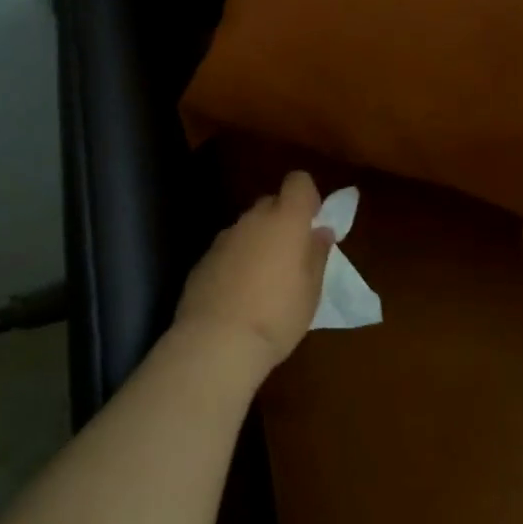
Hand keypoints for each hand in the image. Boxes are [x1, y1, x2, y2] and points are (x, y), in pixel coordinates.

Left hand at [174, 172, 335, 374]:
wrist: (216, 342)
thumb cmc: (277, 315)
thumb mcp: (311, 290)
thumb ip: (316, 254)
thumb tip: (320, 232)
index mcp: (285, 220)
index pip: (298, 181)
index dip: (307, 196)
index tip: (312, 222)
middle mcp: (252, 220)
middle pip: (271, 203)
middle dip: (283, 221)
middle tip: (292, 256)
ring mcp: (224, 238)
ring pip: (248, 228)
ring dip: (259, 242)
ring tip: (264, 281)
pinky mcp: (203, 259)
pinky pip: (228, 249)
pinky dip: (237, 261)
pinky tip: (239, 294)